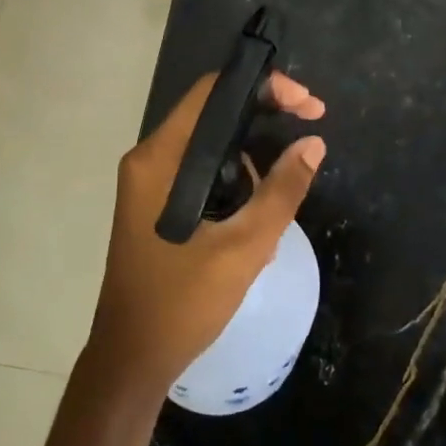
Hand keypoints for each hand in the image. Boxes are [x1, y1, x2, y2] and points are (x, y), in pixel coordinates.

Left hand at [85, 71, 326, 396]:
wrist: (131, 359)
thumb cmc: (183, 303)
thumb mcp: (245, 247)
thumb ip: (282, 191)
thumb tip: (314, 144)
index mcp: (161, 157)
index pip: (212, 92)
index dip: (264, 86)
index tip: (307, 105)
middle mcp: (150, 158)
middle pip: (213, 115)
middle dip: (265, 122)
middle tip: (307, 139)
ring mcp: (148, 182)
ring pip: (210, 147)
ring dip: (251, 164)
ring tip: (276, 206)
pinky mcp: (154, 203)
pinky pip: (200, 173)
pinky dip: (232, 185)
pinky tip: (253, 225)